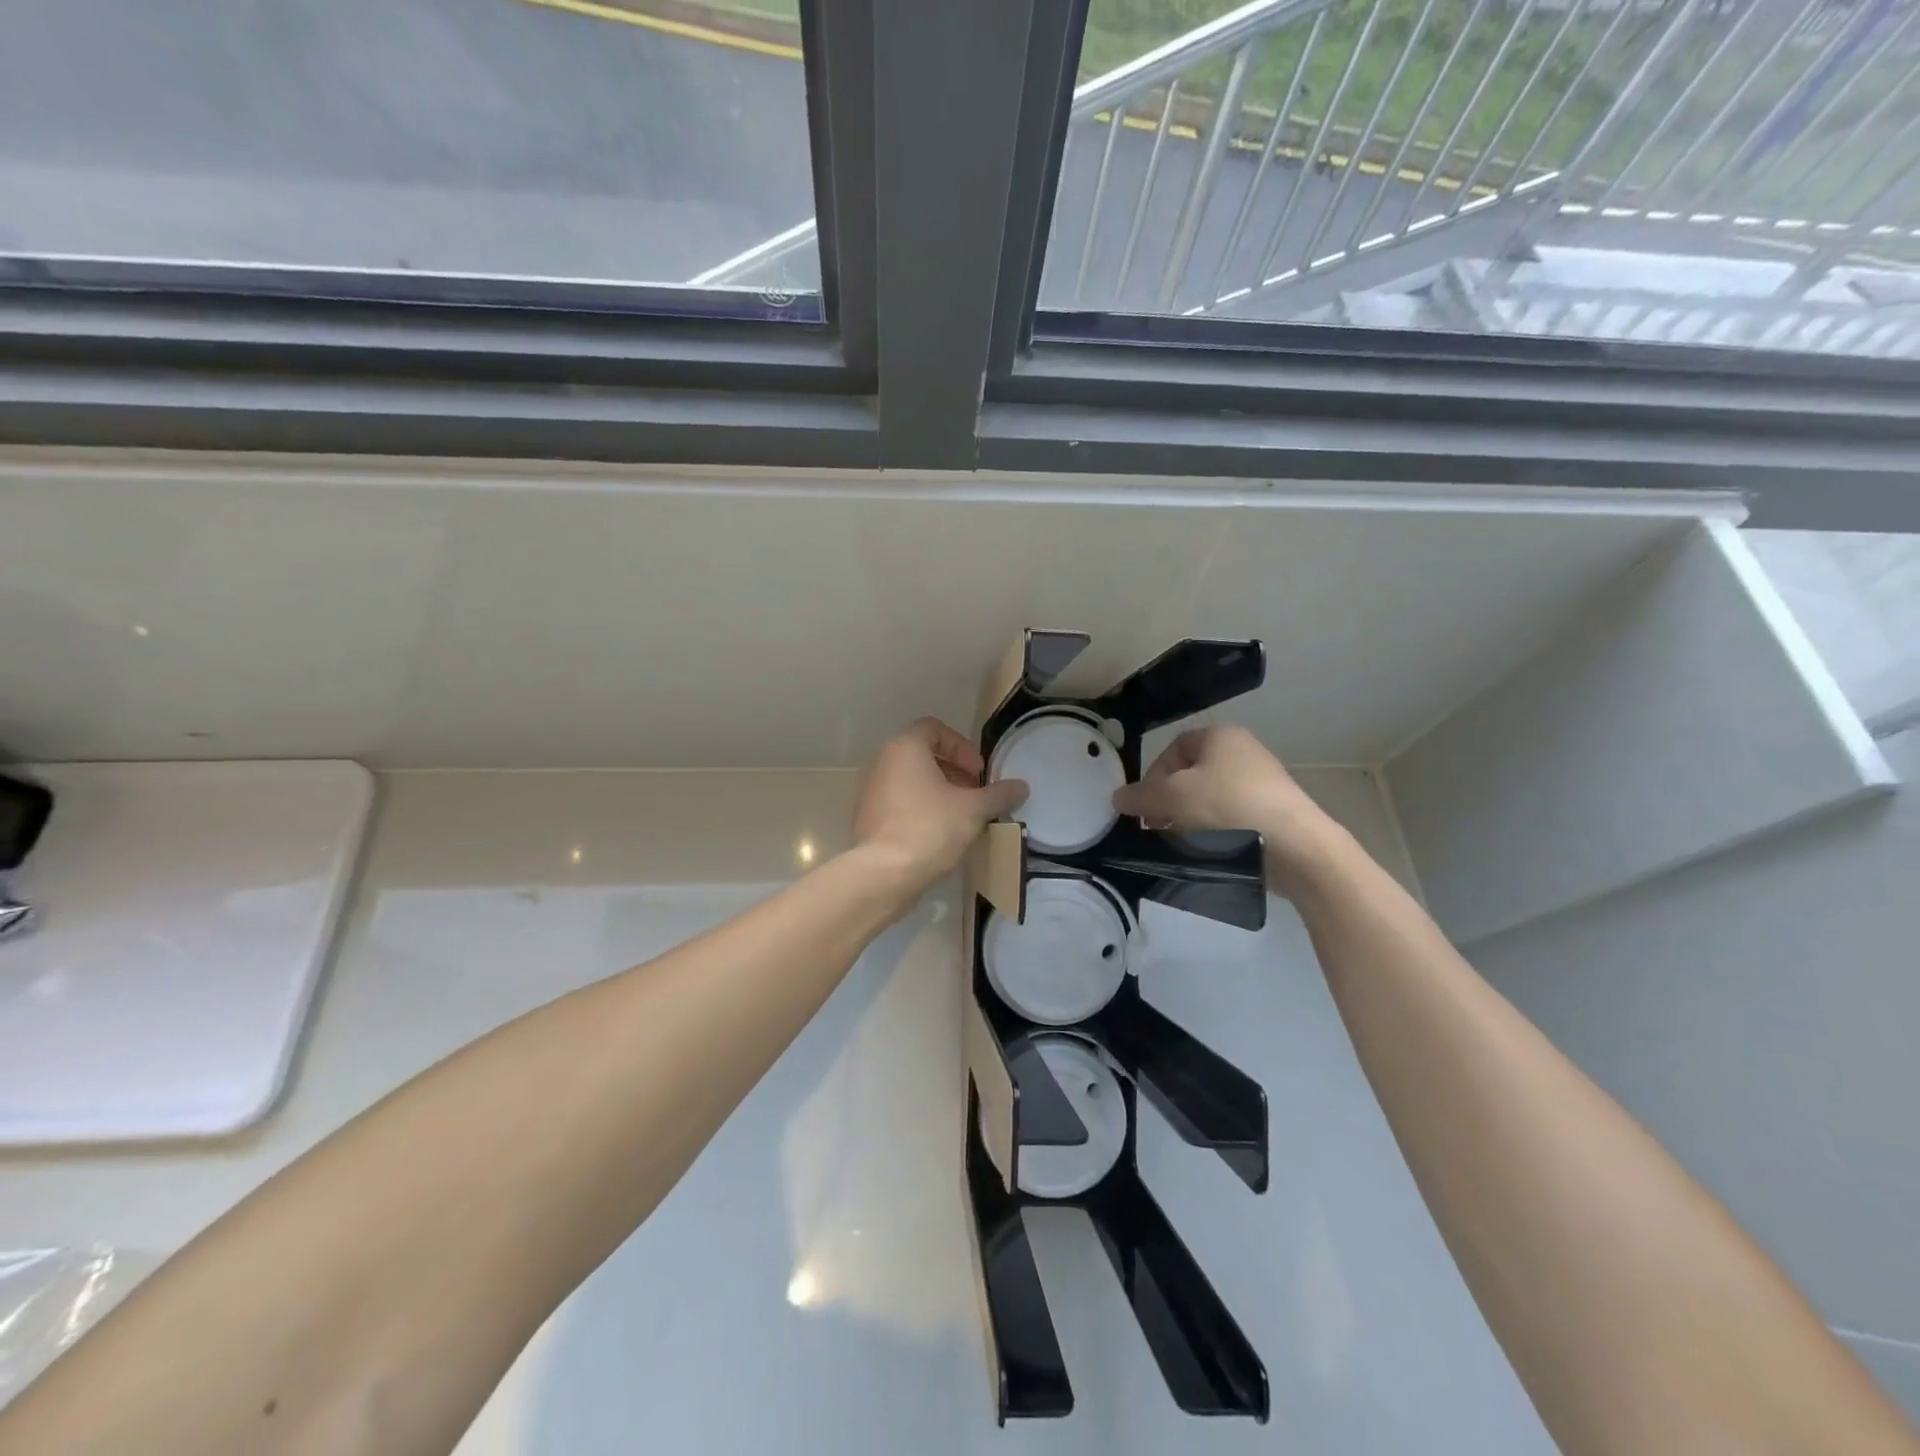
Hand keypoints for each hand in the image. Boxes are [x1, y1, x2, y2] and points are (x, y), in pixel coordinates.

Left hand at [852, 719, 1028, 892]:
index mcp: (905, 748)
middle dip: (954, 771)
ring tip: (962, 816)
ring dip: (939, 792)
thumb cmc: (929, 828)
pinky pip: (900, 803)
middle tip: (975, 794)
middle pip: (923, 755)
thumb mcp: (973, 810)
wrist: (883, 874)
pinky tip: (940, 835)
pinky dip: (921, 809)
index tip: (979, 772)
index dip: (962, 747)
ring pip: (911, 781)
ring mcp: (871, 792)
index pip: (934, 729)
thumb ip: (998, 794)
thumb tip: (1022, 786)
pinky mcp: (868, 819)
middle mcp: (883, 763)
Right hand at [1112, 725, 1340, 886]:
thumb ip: (1140, 796)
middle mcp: (1243, 752)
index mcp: (1220, 736)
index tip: (1145, 807)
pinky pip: (1231, 818)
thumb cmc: (1228, 808)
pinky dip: (1216, 833)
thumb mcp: (1172, 798)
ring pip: (1209, 799)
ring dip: (1189, 821)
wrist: (1295, 846)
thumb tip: (1118, 797)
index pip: (1172, 750)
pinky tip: (1211, 853)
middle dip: (1169, 803)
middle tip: (1159, 829)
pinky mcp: (1273, 813)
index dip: (1153, 776)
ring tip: (1183, 845)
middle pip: (1190, 776)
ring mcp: (1262, 783)